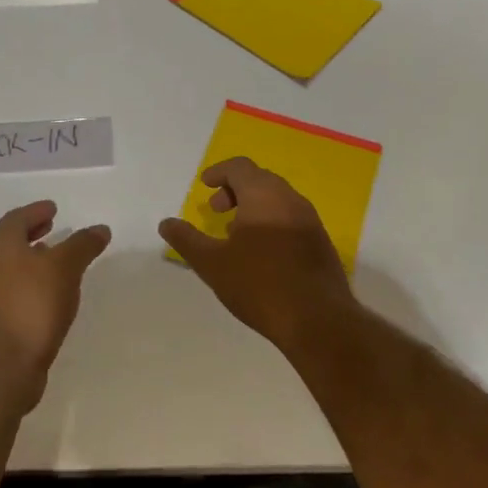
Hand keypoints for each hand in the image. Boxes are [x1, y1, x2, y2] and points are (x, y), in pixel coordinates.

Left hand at [0, 200, 111, 408]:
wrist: (4, 364)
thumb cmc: (32, 304)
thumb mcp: (65, 267)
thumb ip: (82, 245)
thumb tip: (100, 229)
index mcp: (2, 247)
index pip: (16, 219)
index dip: (35, 211)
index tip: (53, 208)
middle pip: (11, 243)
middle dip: (32, 233)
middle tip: (53, 228)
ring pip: (14, 269)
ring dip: (34, 261)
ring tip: (58, 262)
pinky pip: (17, 292)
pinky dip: (34, 285)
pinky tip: (53, 296)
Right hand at [159, 157, 353, 351]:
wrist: (318, 320)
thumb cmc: (259, 284)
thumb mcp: (212, 263)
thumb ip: (187, 239)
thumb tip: (166, 223)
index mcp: (264, 195)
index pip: (240, 167)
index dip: (219, 172)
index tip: (205, 186)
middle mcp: (290, 199)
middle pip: (260, 179)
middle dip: (235, 190)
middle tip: (217, 211)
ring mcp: (310, 220)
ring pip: (277, 199)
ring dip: (253, 207)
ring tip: (235, 234)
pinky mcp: (320, 243)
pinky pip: (291, 218)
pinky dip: (271, 221)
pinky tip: (261, 253)